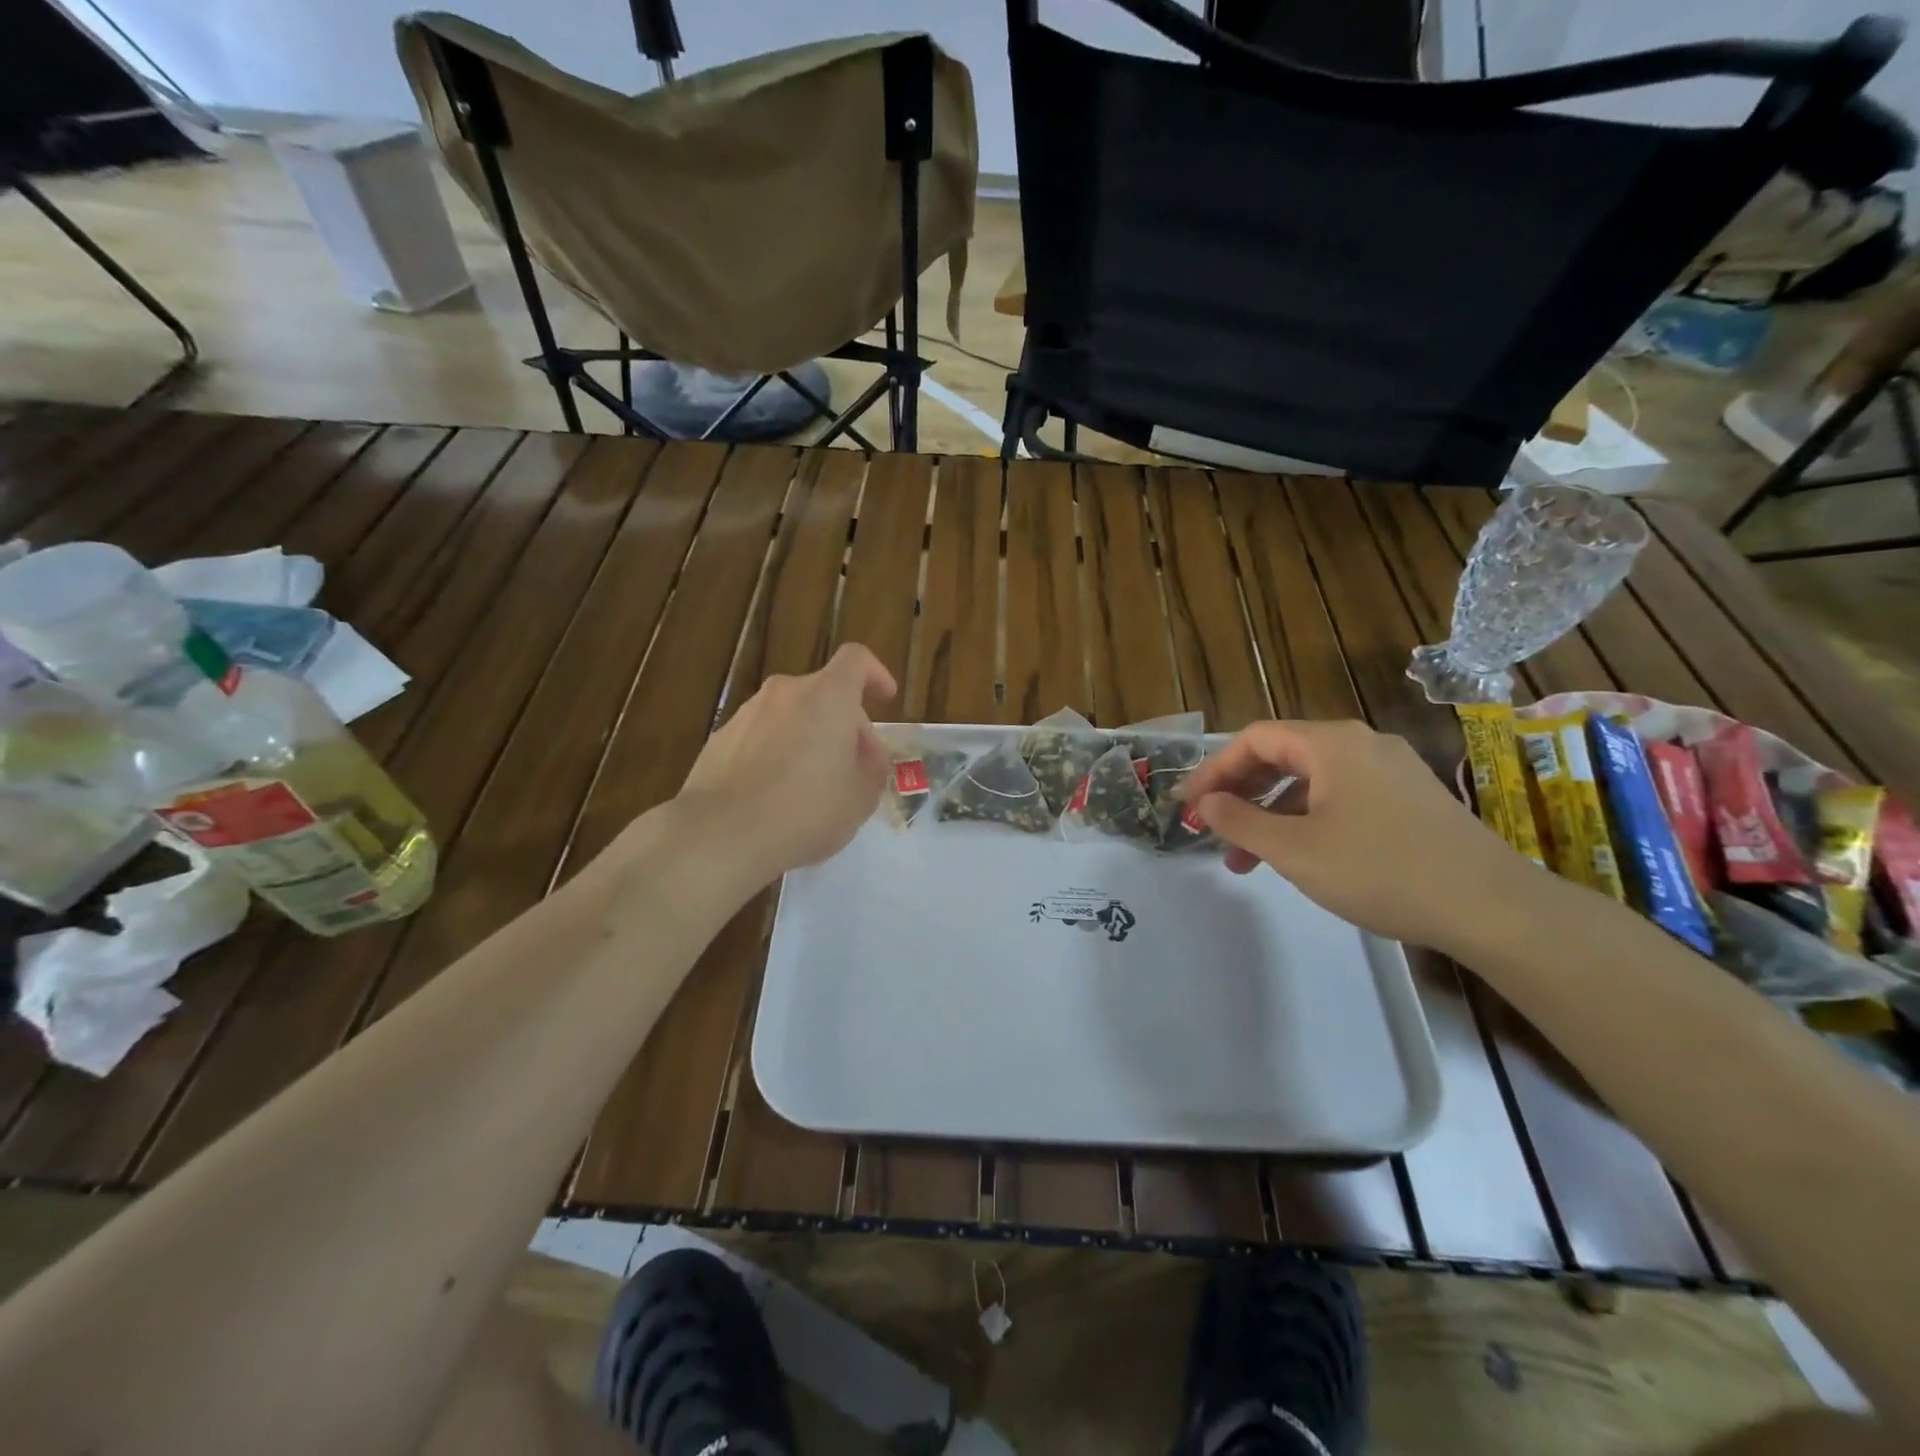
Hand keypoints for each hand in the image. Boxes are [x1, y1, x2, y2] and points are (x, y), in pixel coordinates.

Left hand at [676, 644, 896, 885]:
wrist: (720, 833)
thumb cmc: (806, 811)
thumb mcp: (861, 797)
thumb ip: (872, 765)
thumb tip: (863, 752)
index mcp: (828, 696)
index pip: (856, 660)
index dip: (875, 674)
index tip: (885, 698)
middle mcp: (786, 693)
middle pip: (823, 693)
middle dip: (843, 722)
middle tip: (852, 766)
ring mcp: (747, 713)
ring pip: (790, 715)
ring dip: (807, 738)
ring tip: (811, 785)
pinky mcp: (720, 739)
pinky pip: (760, 737)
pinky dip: (775, 754)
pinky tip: (774, 795)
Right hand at [1181, 719, 1531, 952]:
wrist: (1491, 907)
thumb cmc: (1382, 871)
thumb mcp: (1295, 850)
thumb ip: (1240, 821)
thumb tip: (1204, 803)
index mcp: (1332, 744)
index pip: (1255, 739)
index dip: (1214, 768)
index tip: (1187, 803)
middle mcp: (1361, 744)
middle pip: (1282, 755)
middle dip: (1239, 793)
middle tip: (1210, 828)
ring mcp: (1389, 770)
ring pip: (1310, 781)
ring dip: (1270, 813)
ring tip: (1244, 860)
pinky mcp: (1408, 799)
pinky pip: (1339, 796)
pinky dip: (1306, 819)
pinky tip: (1296, 856)